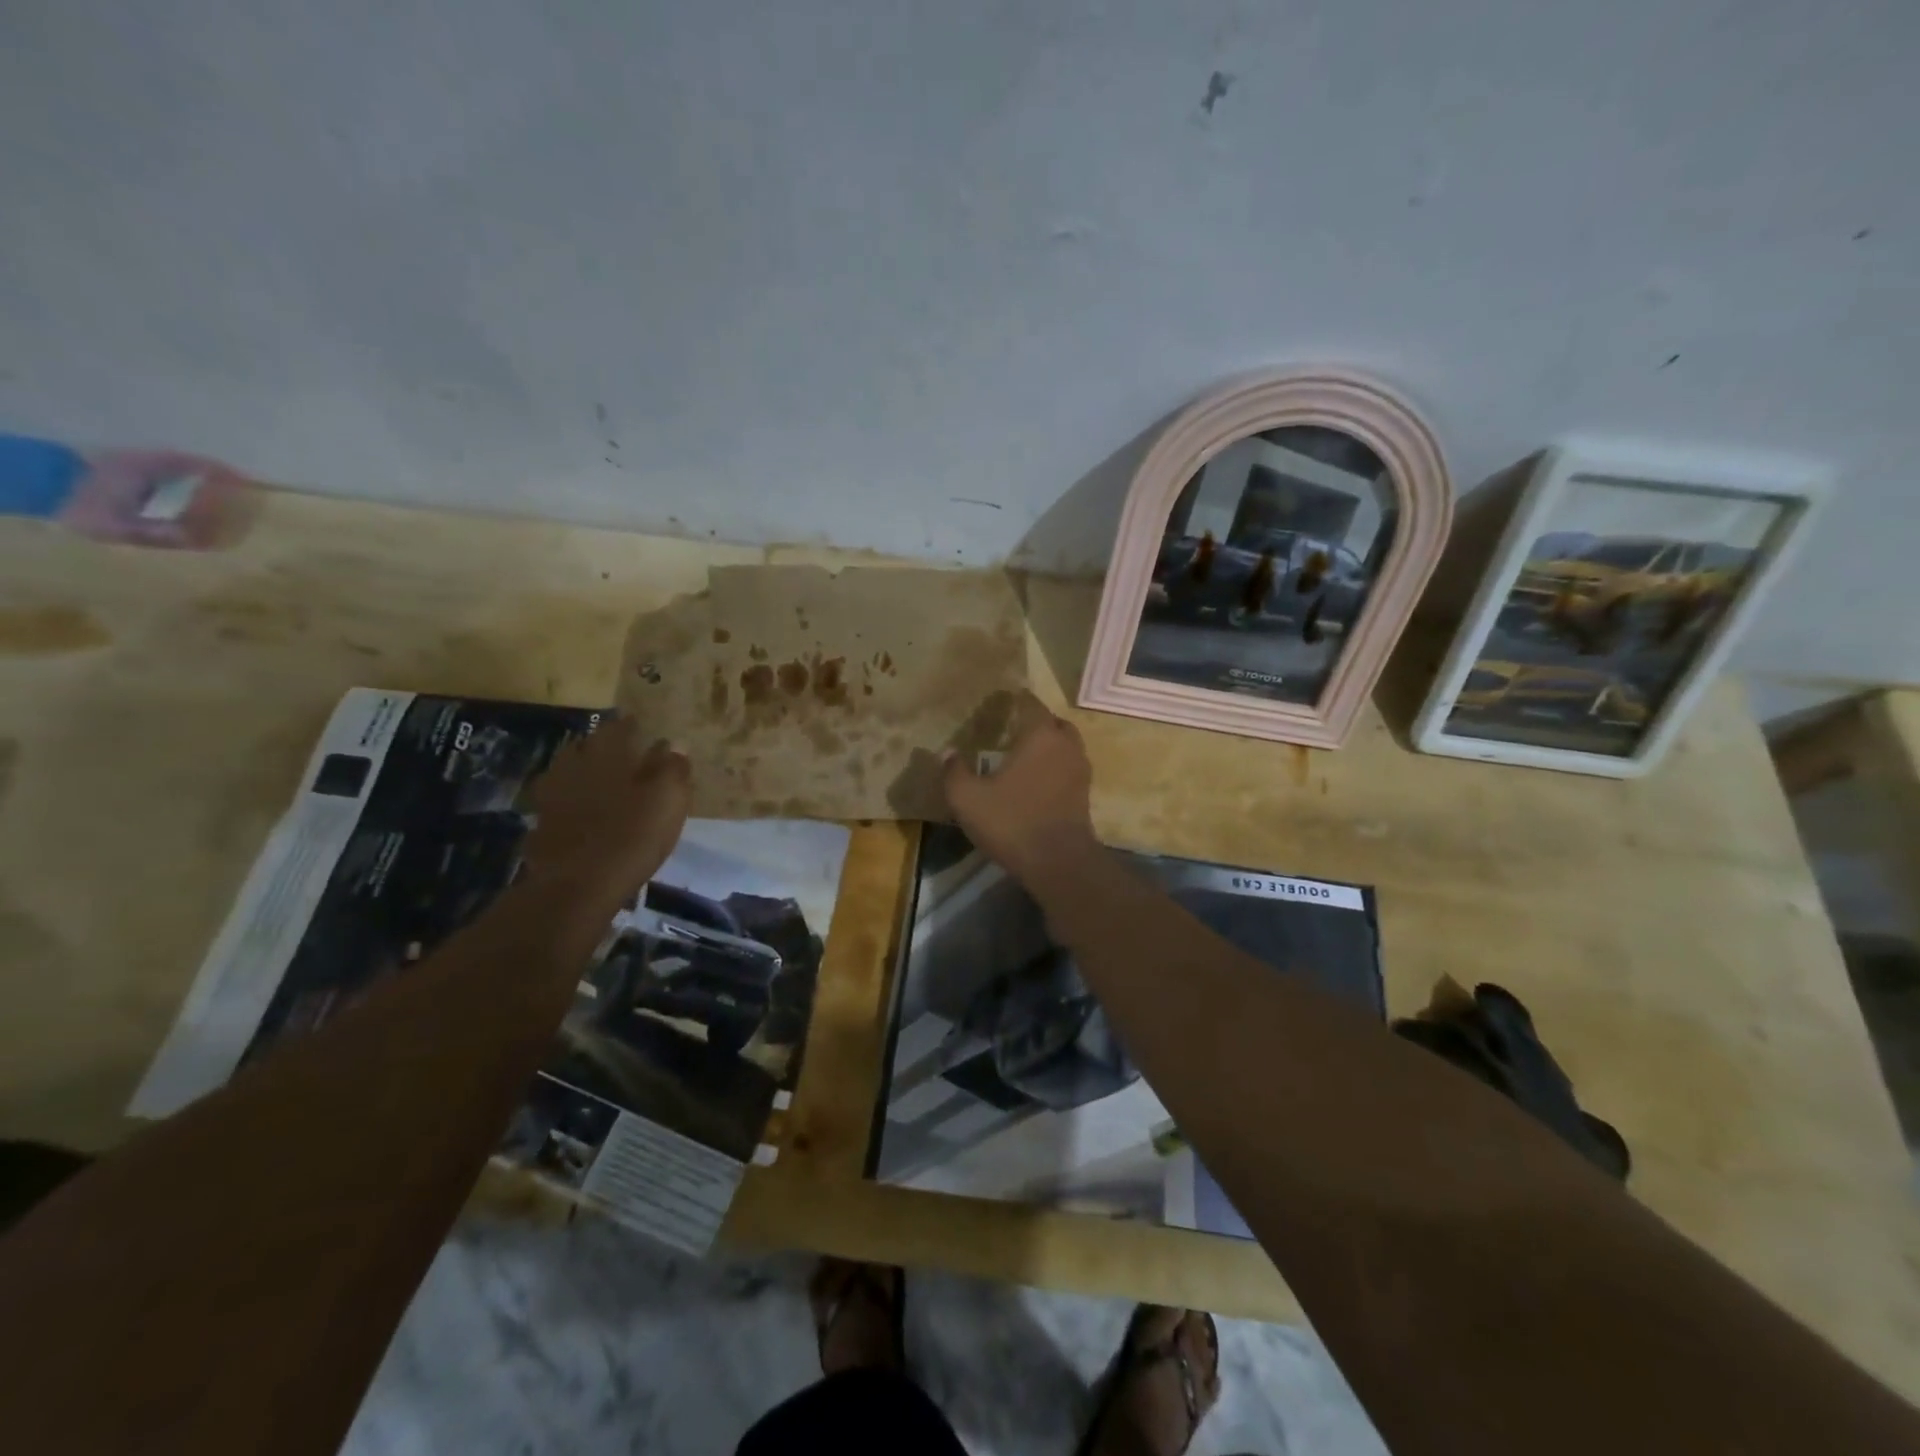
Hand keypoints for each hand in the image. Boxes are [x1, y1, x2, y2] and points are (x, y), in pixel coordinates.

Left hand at [522, 714, 689, 910]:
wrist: (578, 885)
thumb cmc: (632, 834)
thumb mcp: (669, 799)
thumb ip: (674, 768)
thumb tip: (676, 745)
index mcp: (607, 753)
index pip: (619, 727)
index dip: (632, 726)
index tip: (644, 728)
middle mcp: (574, 765)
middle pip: (588, 746)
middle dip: (605, 748)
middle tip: (625, 756)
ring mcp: (552, 795)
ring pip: (570, 773)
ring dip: (586, 774)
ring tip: (606, 785)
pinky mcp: (542, 825)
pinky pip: (560, 803)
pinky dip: (572, 803)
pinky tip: (585, 814)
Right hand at [942, 692, 1098, 888]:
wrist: (1059, 863)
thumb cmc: (1012, 821)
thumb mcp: (968, 799)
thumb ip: (954, 772)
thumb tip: (947, 752)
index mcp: (1040, 735)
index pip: (1031, 704)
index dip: (1016, 700)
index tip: (1002, 701)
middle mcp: (1065, 745)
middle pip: (1054, 723)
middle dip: (1036, 723)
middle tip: (1013, 729)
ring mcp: (1079, 771)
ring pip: (1065, 746)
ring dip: (1049, 746)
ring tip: (1024, 756)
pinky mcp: (1084, 795)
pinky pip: (1068, 769)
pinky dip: (1055, 768)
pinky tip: (1035, 783)